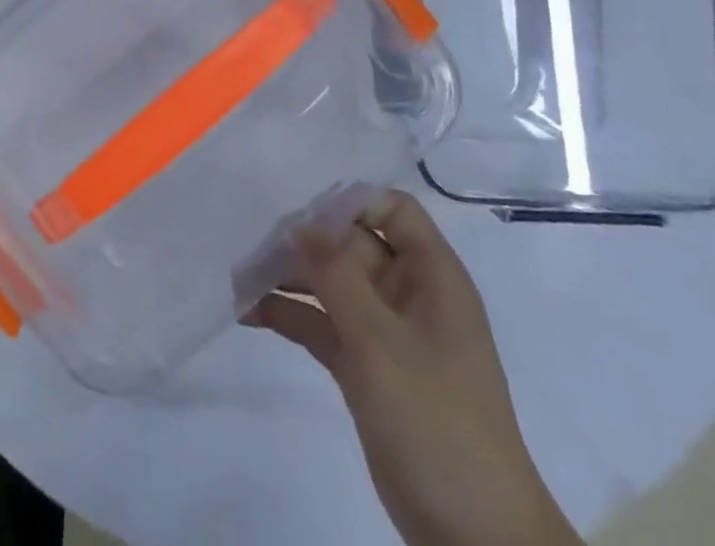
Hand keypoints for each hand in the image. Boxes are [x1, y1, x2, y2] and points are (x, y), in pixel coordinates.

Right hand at [245, 192, 579, 545]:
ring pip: (332, 284)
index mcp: (431, 277)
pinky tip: (249, 313)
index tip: (300, 211)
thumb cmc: (436, 420)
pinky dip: (290, 315)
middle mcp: (409, 294)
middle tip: (249, 241)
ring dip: (289, 277)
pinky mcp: (366, 368)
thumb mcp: (381, 340)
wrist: (476, 539)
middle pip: (351, 243)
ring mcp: (386, 333)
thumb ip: (336, 273)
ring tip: (238, 277)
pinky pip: (323, 325)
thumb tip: (300, 221)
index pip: (392, 210)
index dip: (350, 201)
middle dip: (303, 240)